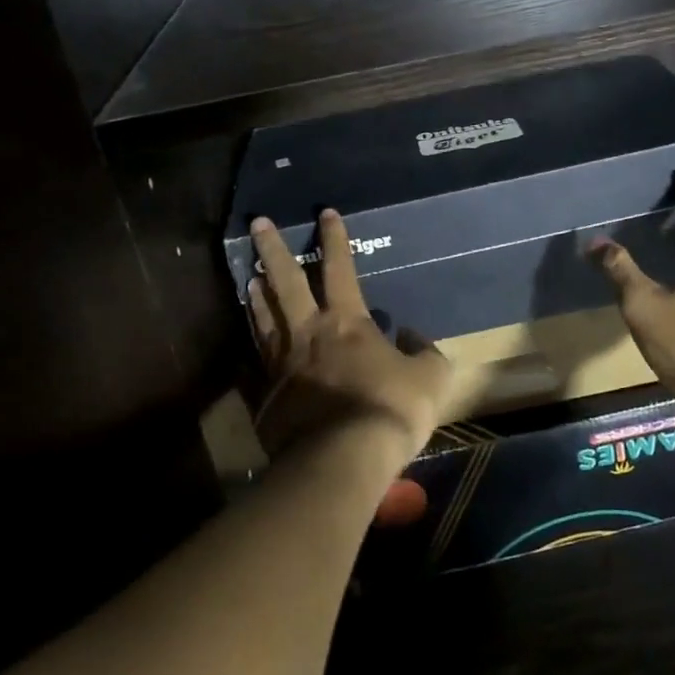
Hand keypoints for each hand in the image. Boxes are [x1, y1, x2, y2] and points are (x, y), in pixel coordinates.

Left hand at [249, 209, 491, 462]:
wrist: (341, 461)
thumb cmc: (390, 410)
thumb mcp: (430, 378)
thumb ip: (426, 352)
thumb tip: (415, 337)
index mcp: (347, 322)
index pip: (340, 268)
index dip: (334, 239)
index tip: (326, 212)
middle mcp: (308, 333)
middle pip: (284, 282)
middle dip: (272, 249)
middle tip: (257, 223)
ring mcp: (281, 365)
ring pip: (264, 319)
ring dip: (256, 294)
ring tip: (248, 277)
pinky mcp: (265, 398)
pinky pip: (253, 369)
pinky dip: (248, 356)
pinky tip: (243, 353)